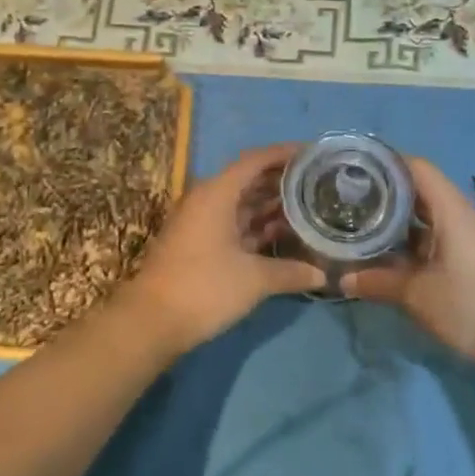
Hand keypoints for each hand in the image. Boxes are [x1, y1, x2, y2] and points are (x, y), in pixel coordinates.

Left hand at [122, 143, 325, 353]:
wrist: (151, 322)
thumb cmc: (204, 288)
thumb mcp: (254, 279)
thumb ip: (290, 272)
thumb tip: (323, 274)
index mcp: (217, 193)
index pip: (255, 160)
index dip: (284, 154)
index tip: (313, 154)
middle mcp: (207, 200)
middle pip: (248, 180)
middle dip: (281, 181)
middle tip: (317, 184)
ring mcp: (200, 223)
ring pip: (241, 204)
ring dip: (270, 206)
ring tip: (307, 208)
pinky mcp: (198, 244)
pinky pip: (233, 224)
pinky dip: (256, 226)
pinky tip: (281, 236)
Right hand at [343, 158, 474, 370]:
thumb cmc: (470, 308)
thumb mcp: (417, 295)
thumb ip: (378, 282)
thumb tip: (342, 279)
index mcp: (452, 211)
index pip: (418, 168)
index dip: (387, 162)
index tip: (356, 168)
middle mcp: (462, 216)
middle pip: (421, 189)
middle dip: (386, 191)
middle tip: (351, 198)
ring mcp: (470, 237)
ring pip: (429, 215)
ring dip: (399, 218)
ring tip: (363, 223)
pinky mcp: (473, 257)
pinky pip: (437, 235)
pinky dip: (413, 238)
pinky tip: (391, 253)